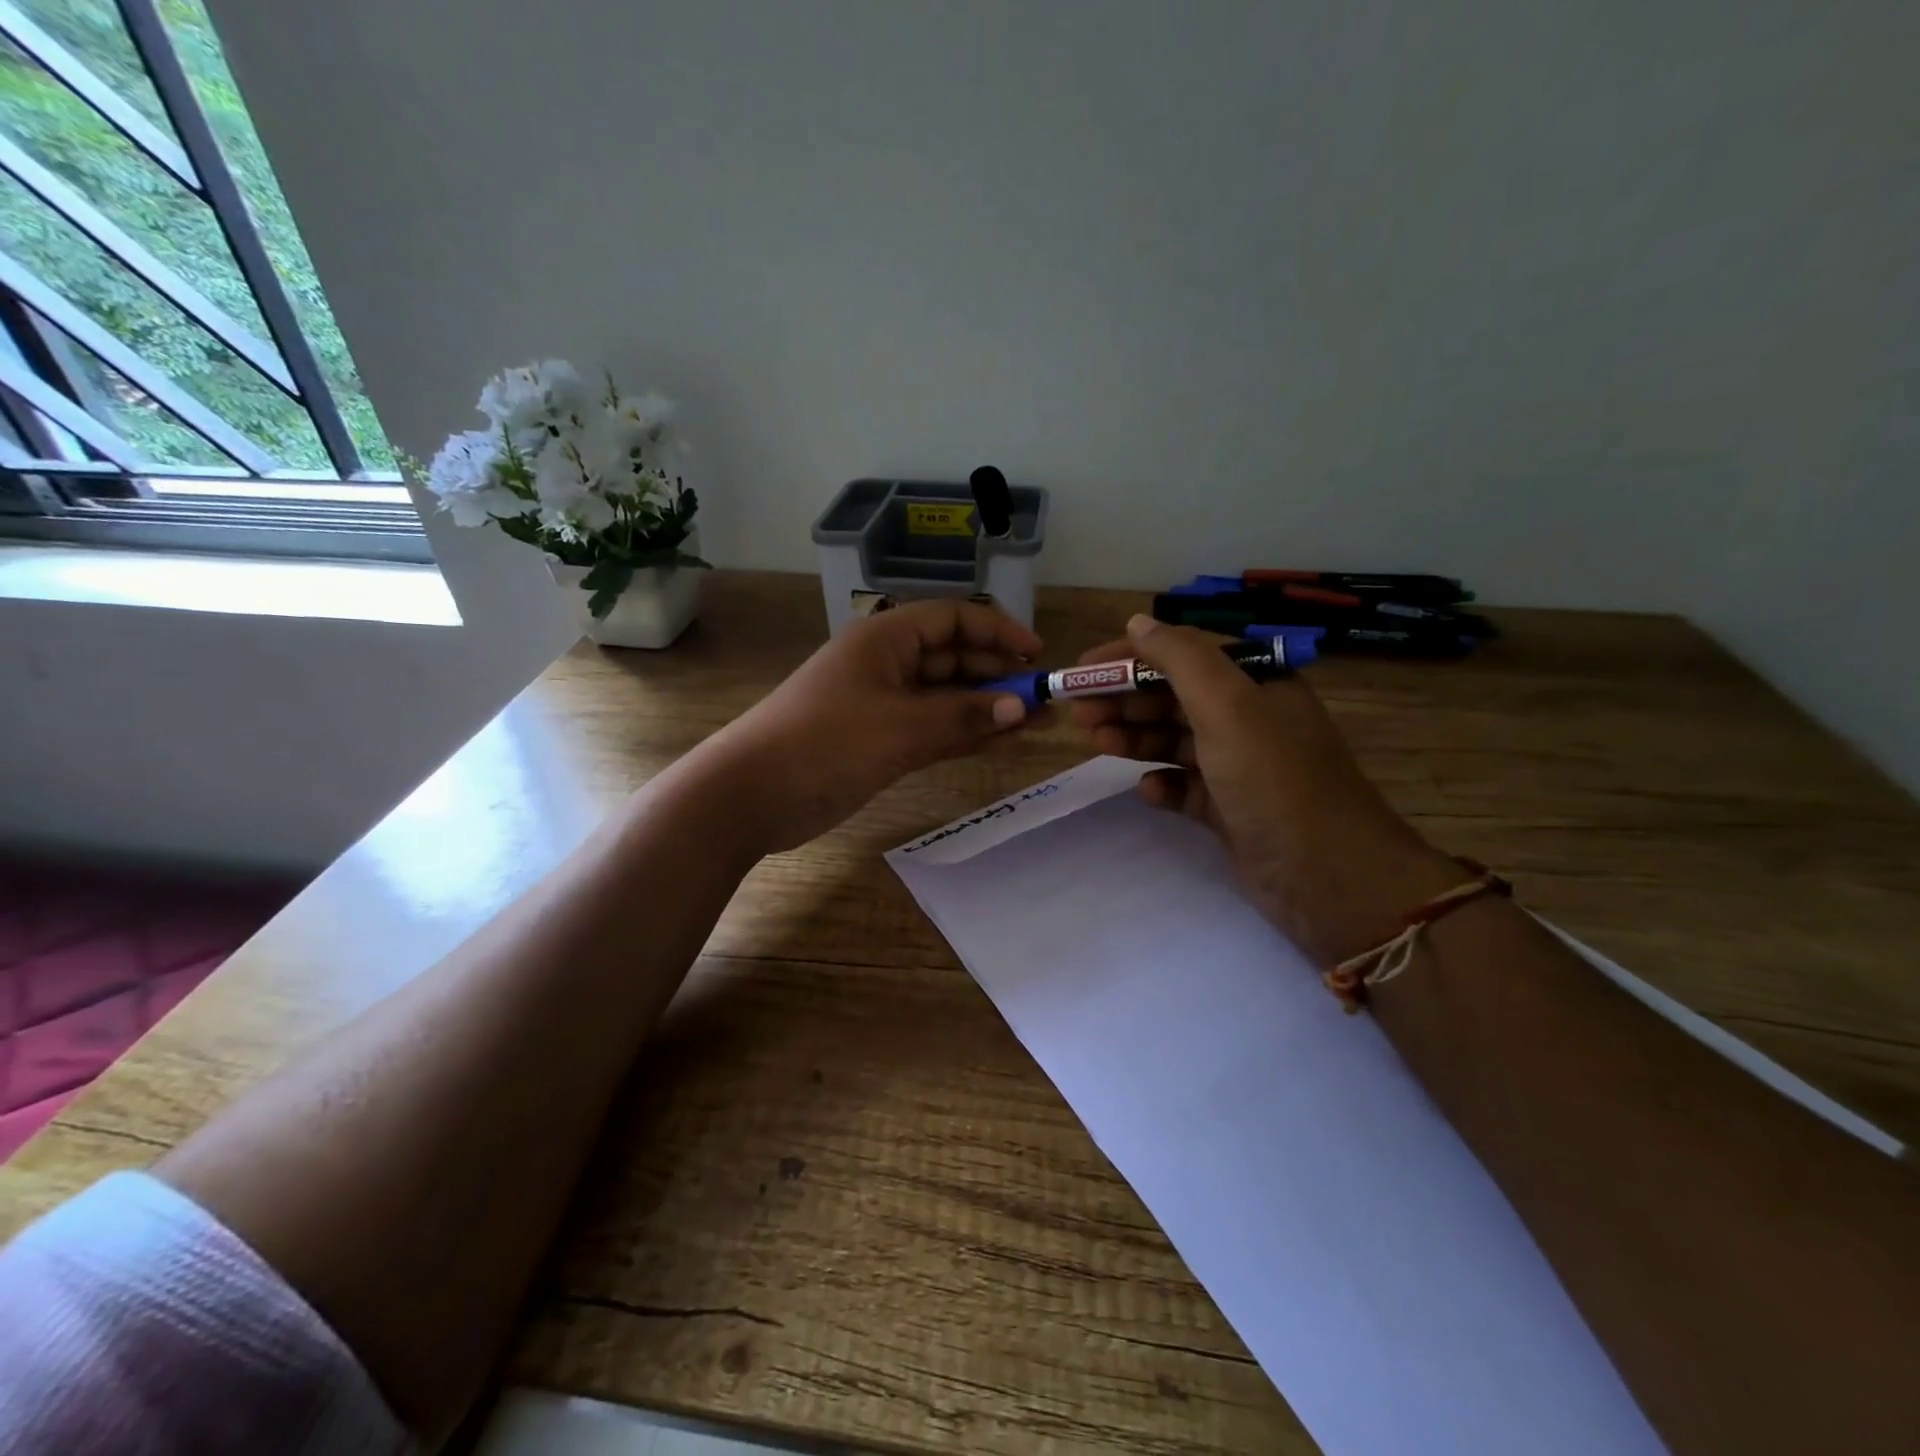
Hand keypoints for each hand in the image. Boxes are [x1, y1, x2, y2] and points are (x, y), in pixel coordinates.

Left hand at [705, 598, 1041, 853]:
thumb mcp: (901, 726)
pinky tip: (999, 741)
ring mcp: (882, 704)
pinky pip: (932, 728)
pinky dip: (963, 733)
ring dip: (986, 707)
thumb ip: (964, 716)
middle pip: (952, 656)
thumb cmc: (826, 742)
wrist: (752, 793)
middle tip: (1042, 699)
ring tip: (1035, 723)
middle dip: (997, 674)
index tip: (1037, 655)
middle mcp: (886, 663)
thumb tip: (1022, 707)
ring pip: (946, 696)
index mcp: (886, 637)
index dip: (997, 632)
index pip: (953, 618)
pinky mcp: (879, 740)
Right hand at [1070, 615, 1460, 962]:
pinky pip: (1185, 787)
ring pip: (1175, 741)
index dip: (1130, 657)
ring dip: (1135, 738)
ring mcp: (1240, 767)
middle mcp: (1249, 719)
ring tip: (1097, 743)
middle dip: (1125, 699)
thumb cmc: (1273, 777)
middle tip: (1079, 713)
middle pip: (1174, 697)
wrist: (1326, 875)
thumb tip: (1138, 622)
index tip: (1082, 669)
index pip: (1184, 654)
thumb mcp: (1227, 705)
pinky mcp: (1230, 810)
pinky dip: (1162, 784)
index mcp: (1257, 683)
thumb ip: (1179, 657)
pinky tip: (1147, 790)